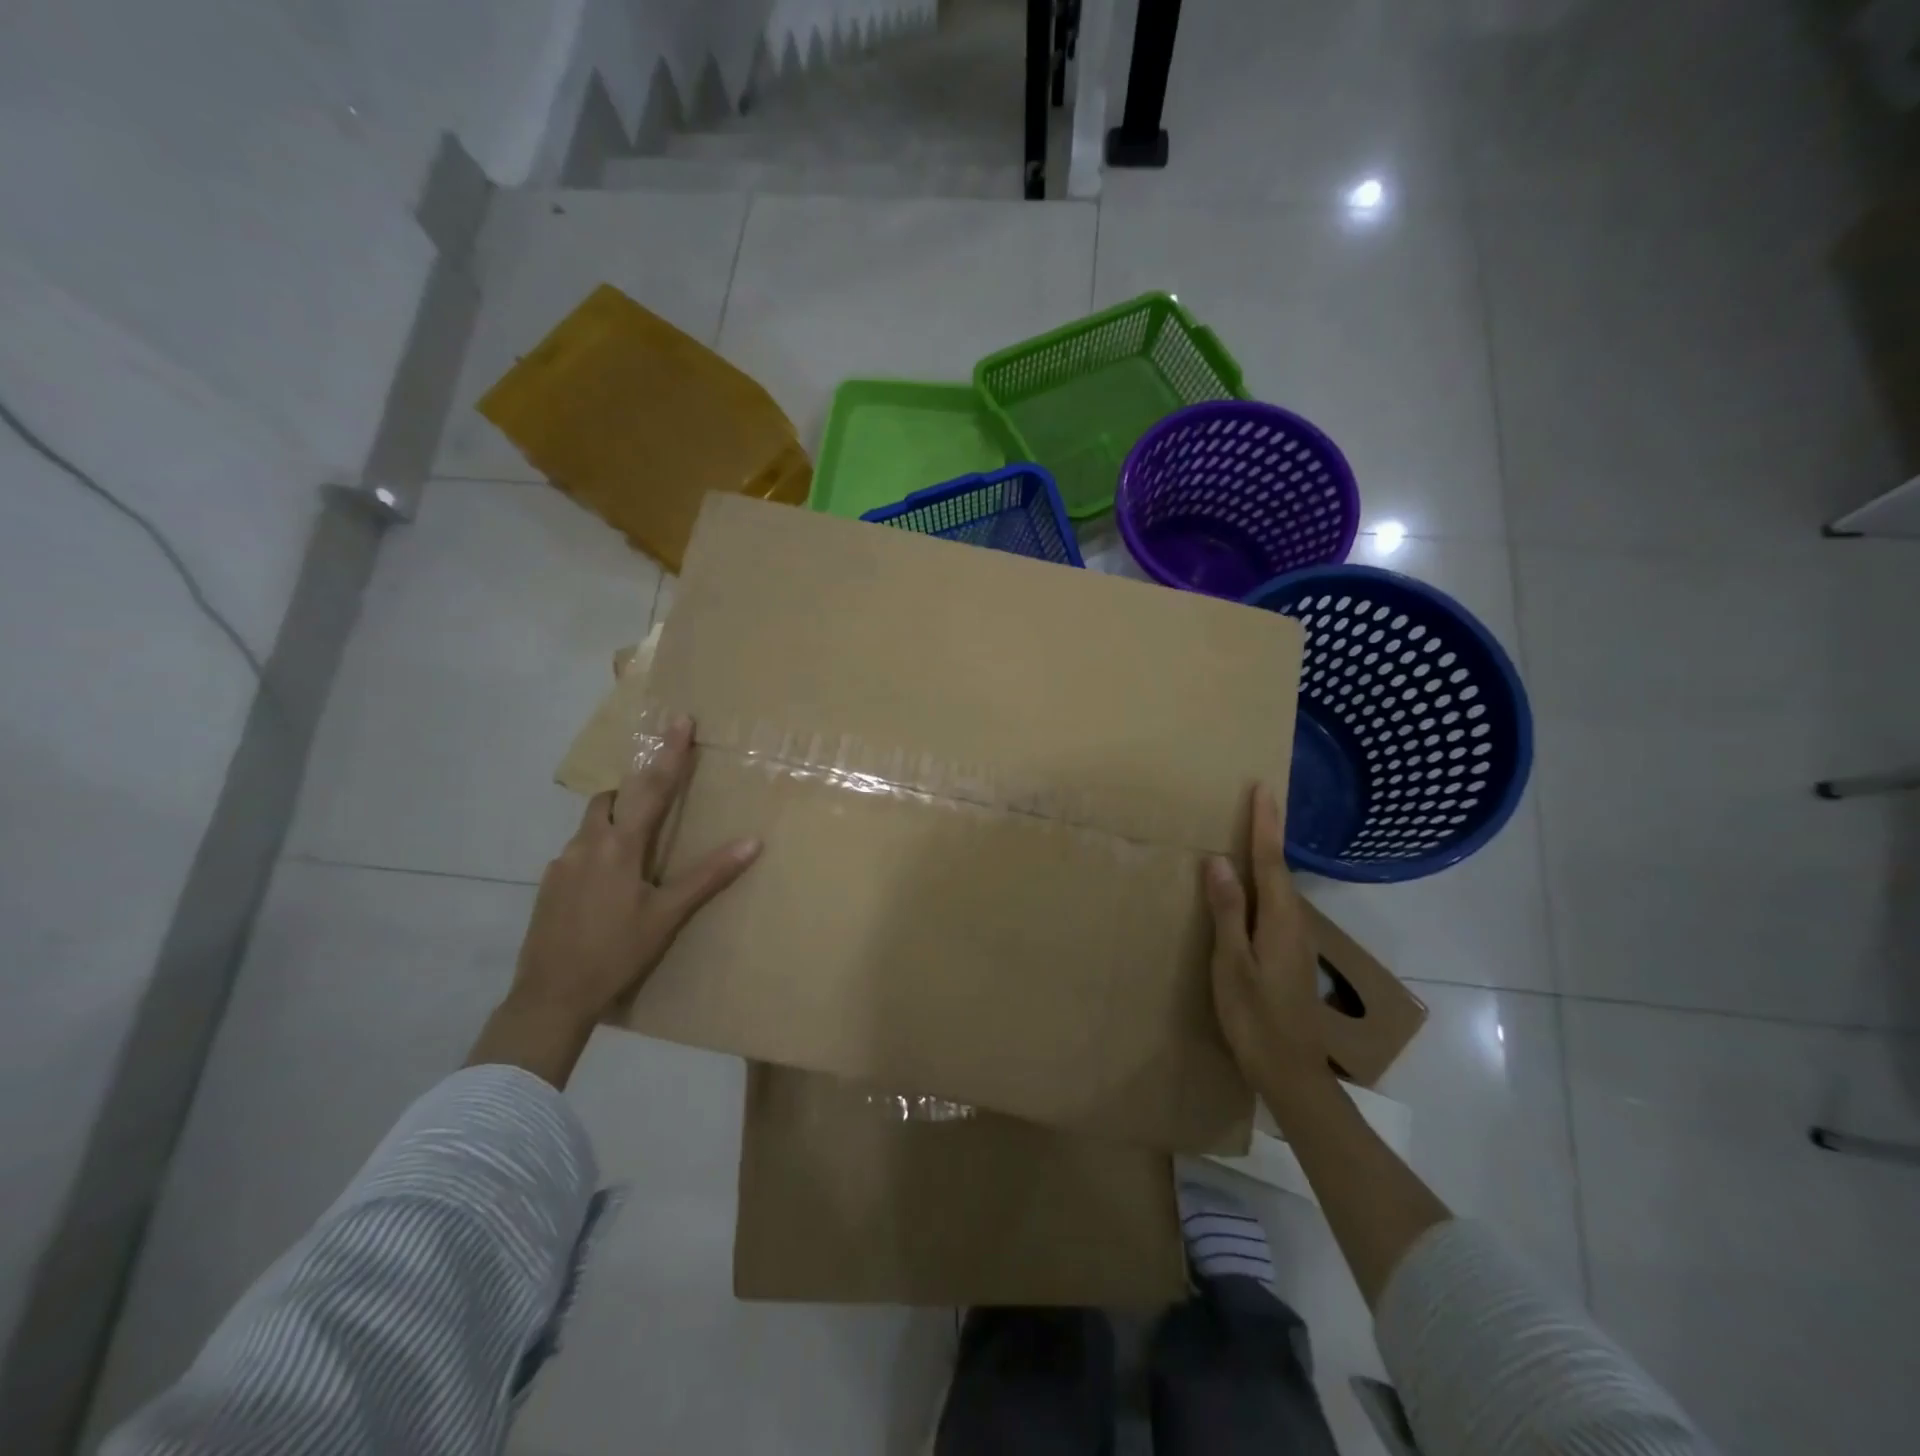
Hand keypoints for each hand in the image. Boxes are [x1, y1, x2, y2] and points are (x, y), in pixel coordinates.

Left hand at [470, 715, 759, 1085]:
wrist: (550, 996)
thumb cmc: (617, 952)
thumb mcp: (668, 916)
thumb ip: (709, 876)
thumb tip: (753, 842)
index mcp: (620, 846)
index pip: (652, 788)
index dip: (670, 754)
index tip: (680, 720)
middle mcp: (586, 844)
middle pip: (610, 798)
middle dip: (634, 790)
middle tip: (658, 803)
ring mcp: (561, 864)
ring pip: (591, 825)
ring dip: (615, 823)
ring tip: (638, 851)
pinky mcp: (549, 885)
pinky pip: (578, 852)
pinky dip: (599, 852)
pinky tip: (610, 887)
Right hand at [1204, 783, 1333, 1106]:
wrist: (1291, 1073)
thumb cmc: (1255, 1018)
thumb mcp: (1232, 964)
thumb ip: (1228, 912)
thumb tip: (1218, 862)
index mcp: (1279, 921)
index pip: (1270, 861)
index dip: (1265, 824)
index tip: (1262, 789)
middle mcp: (1294, 924)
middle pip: (1280, 869)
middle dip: (1269, 833)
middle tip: (1256, 801)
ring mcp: (1296, 941)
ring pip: (1280, 887)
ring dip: (1268, 857)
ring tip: (1251, 833)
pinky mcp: (1290, 955)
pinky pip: (1276, 905)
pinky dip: (1265, 882)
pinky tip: (1251, 888)